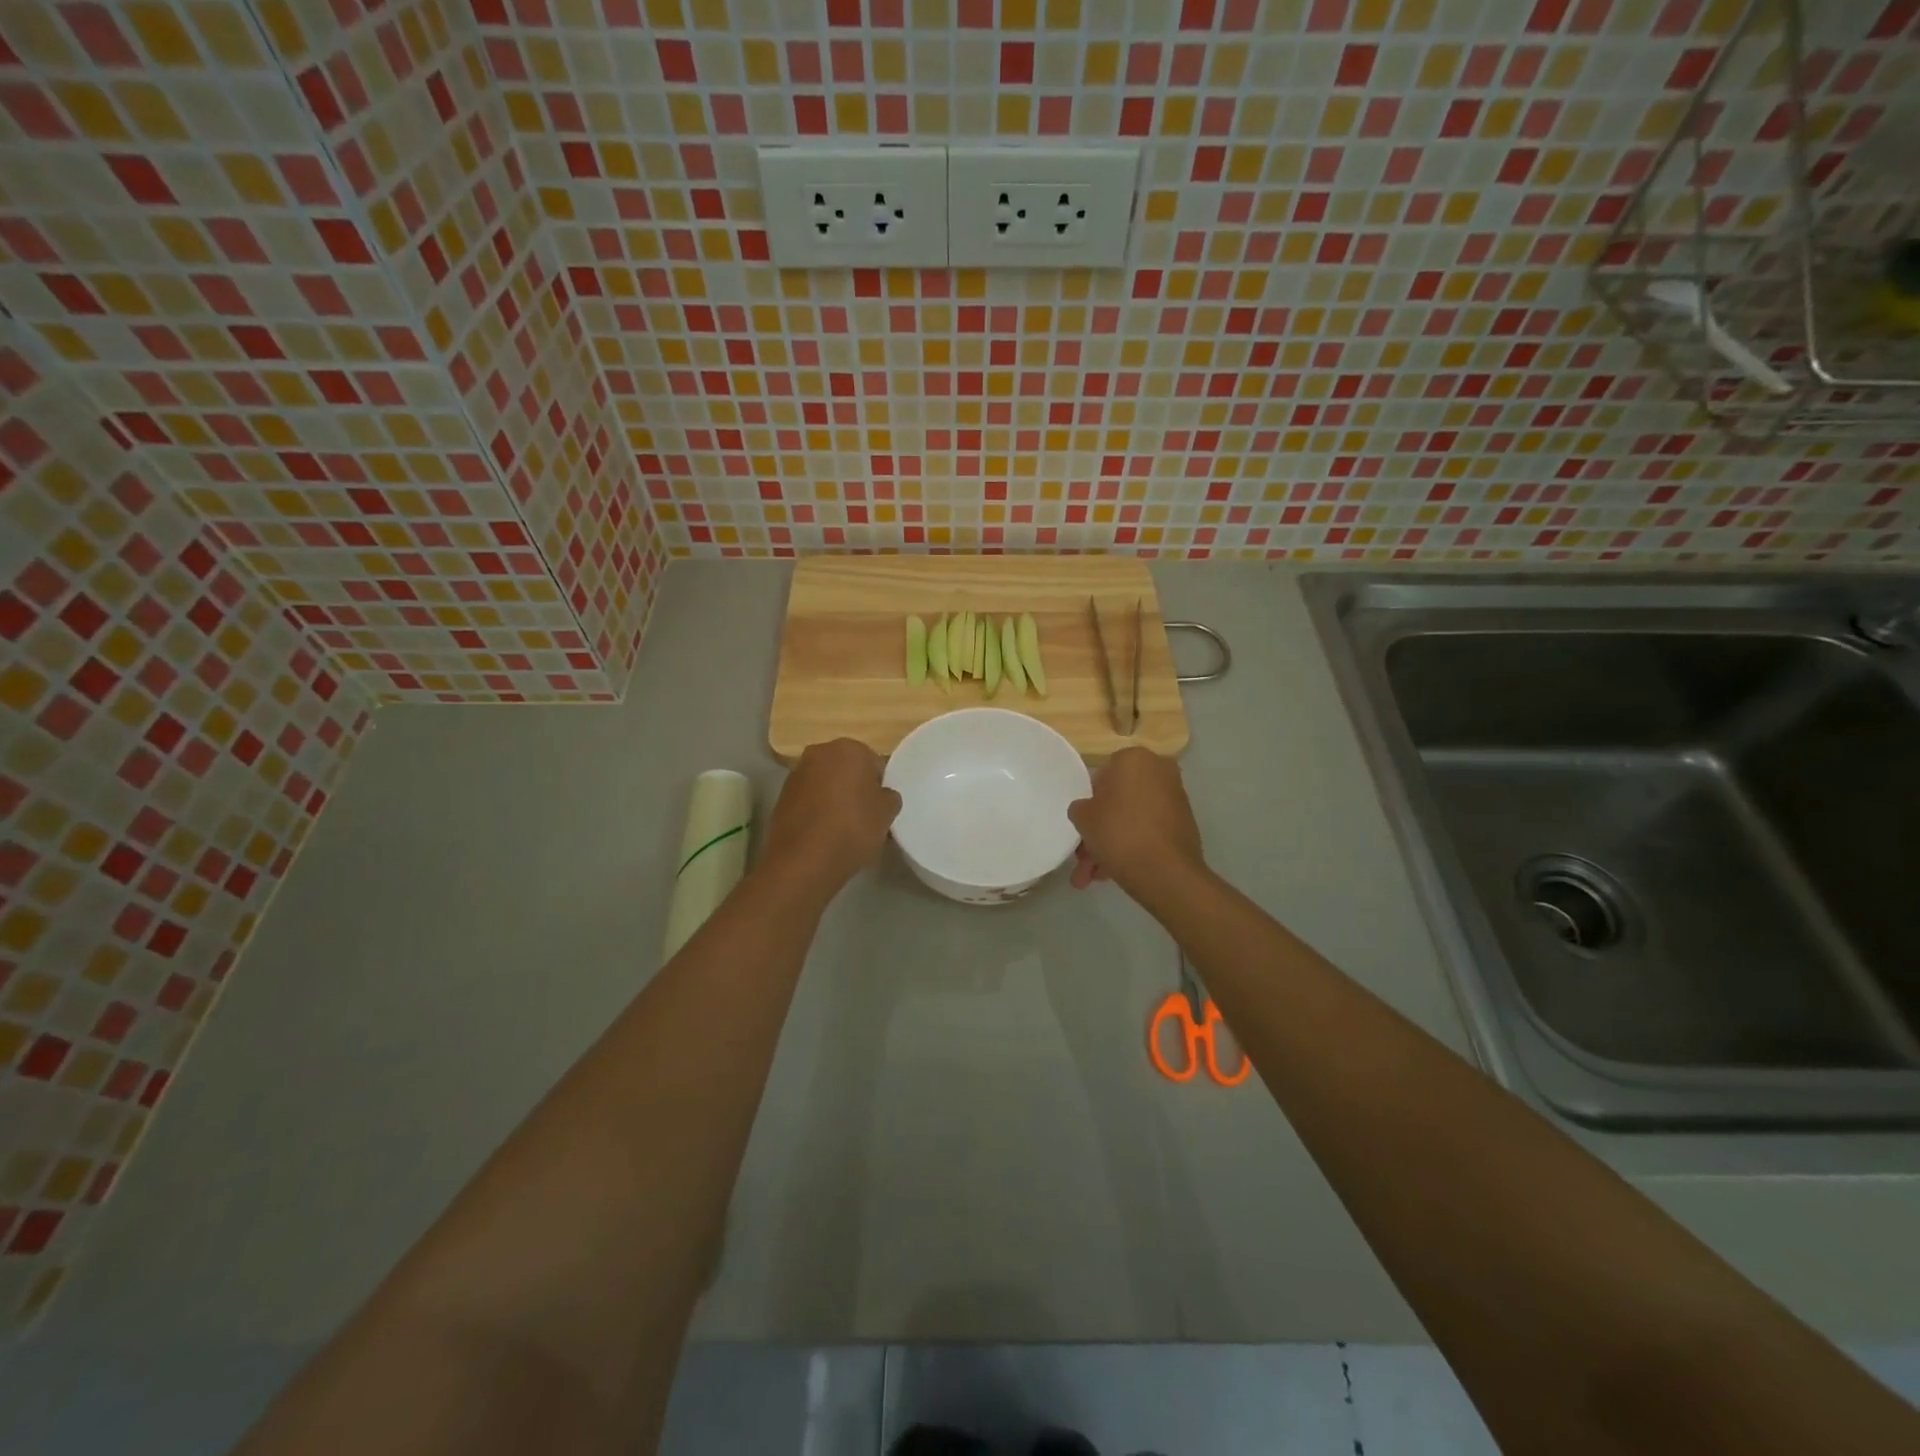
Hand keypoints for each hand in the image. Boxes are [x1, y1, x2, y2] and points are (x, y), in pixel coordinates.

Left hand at [763, 739, 900, 897]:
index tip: (881, 807)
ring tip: (842, 826)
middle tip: (864, 815)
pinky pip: (808, 799)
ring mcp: (796, 774)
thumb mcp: (887, 813)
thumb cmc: (852, 828)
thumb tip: (881, 795)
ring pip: (825, 783)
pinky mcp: (781, 796)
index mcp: (849, 748)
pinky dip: (816, 810)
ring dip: (834, 797)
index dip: (879, 786)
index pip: (873, 763)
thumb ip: (888, 797)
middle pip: (846, 768)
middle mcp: (819, 753)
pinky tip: (823, 832)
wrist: (804, 860)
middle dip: (855, 787)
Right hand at [1068, 747, 1204, 891]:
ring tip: (1093, 877)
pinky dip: (1133, 847)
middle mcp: (1160, 771)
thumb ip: (1081, 808)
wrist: (1166, 872)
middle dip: (1100, 830)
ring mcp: (1175, 799)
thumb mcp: (1083, 817)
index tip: (1084, 822)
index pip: (1104, 774)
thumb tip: (1088, 810)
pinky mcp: (1184, 825)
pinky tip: (1112, 874)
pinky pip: (1149, 831)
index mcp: (1135, 759)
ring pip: (1133, 819)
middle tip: (1085, 856)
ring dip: (1111, 845)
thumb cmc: (1119, 832)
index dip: (1091, 799)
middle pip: (1120, 800)